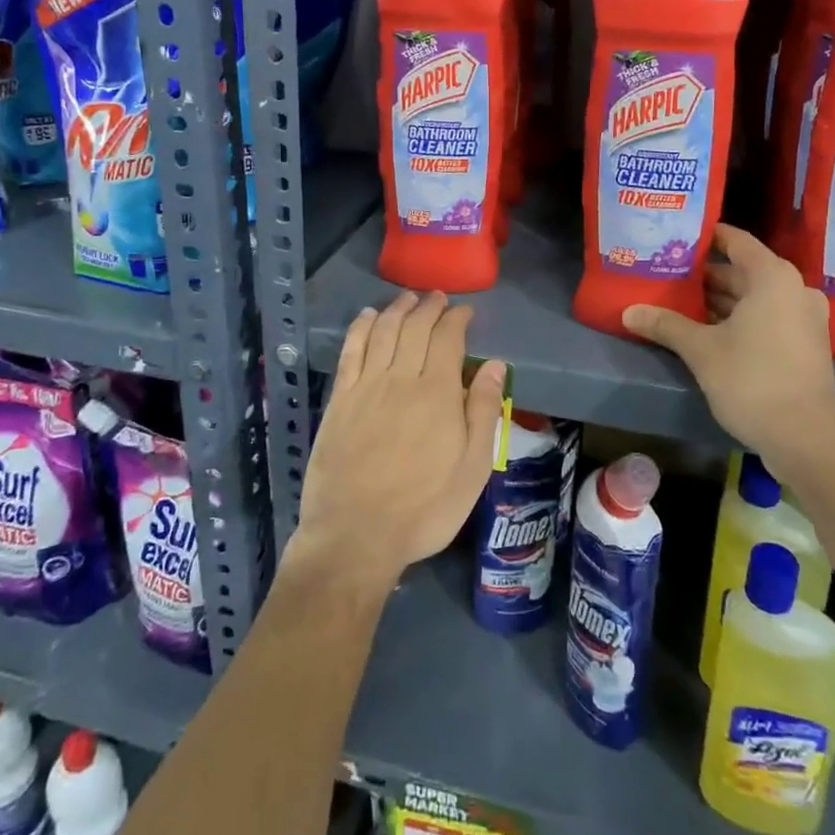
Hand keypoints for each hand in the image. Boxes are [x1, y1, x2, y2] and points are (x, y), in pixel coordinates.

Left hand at [293, 291, 505, 589]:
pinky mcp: (340, 399)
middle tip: (438, 298)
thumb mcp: (472, 469)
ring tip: (408, 298)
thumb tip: (495, 365)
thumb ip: (484, 412)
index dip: (457, 318)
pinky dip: (360, 328)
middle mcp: (401, 378)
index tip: (465, 311)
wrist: (356, 536)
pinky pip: (351, 351)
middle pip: (415, 327)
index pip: (448, 338)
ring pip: (383, 331)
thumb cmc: (424, 508)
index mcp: (438, 393)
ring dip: (397, 309)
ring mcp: (366, 386)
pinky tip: (367, 316)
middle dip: (429, 307)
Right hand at [622, 225, 834, 468]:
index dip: (707, 236)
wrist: (804, 440)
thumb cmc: (752, 381)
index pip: (736, 241)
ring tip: (680, 300)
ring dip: (721, 299)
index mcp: (773, 278)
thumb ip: (666, 324)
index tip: (678, 235)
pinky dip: (740, 317)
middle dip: (707, 274)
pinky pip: (768, 316)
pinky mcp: (806, 343)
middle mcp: (794, 289)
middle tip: (669, 272)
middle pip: (744, 270)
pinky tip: (706, 328)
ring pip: (756, 296)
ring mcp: (804, 318)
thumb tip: (628, 311)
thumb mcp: (701, 350)